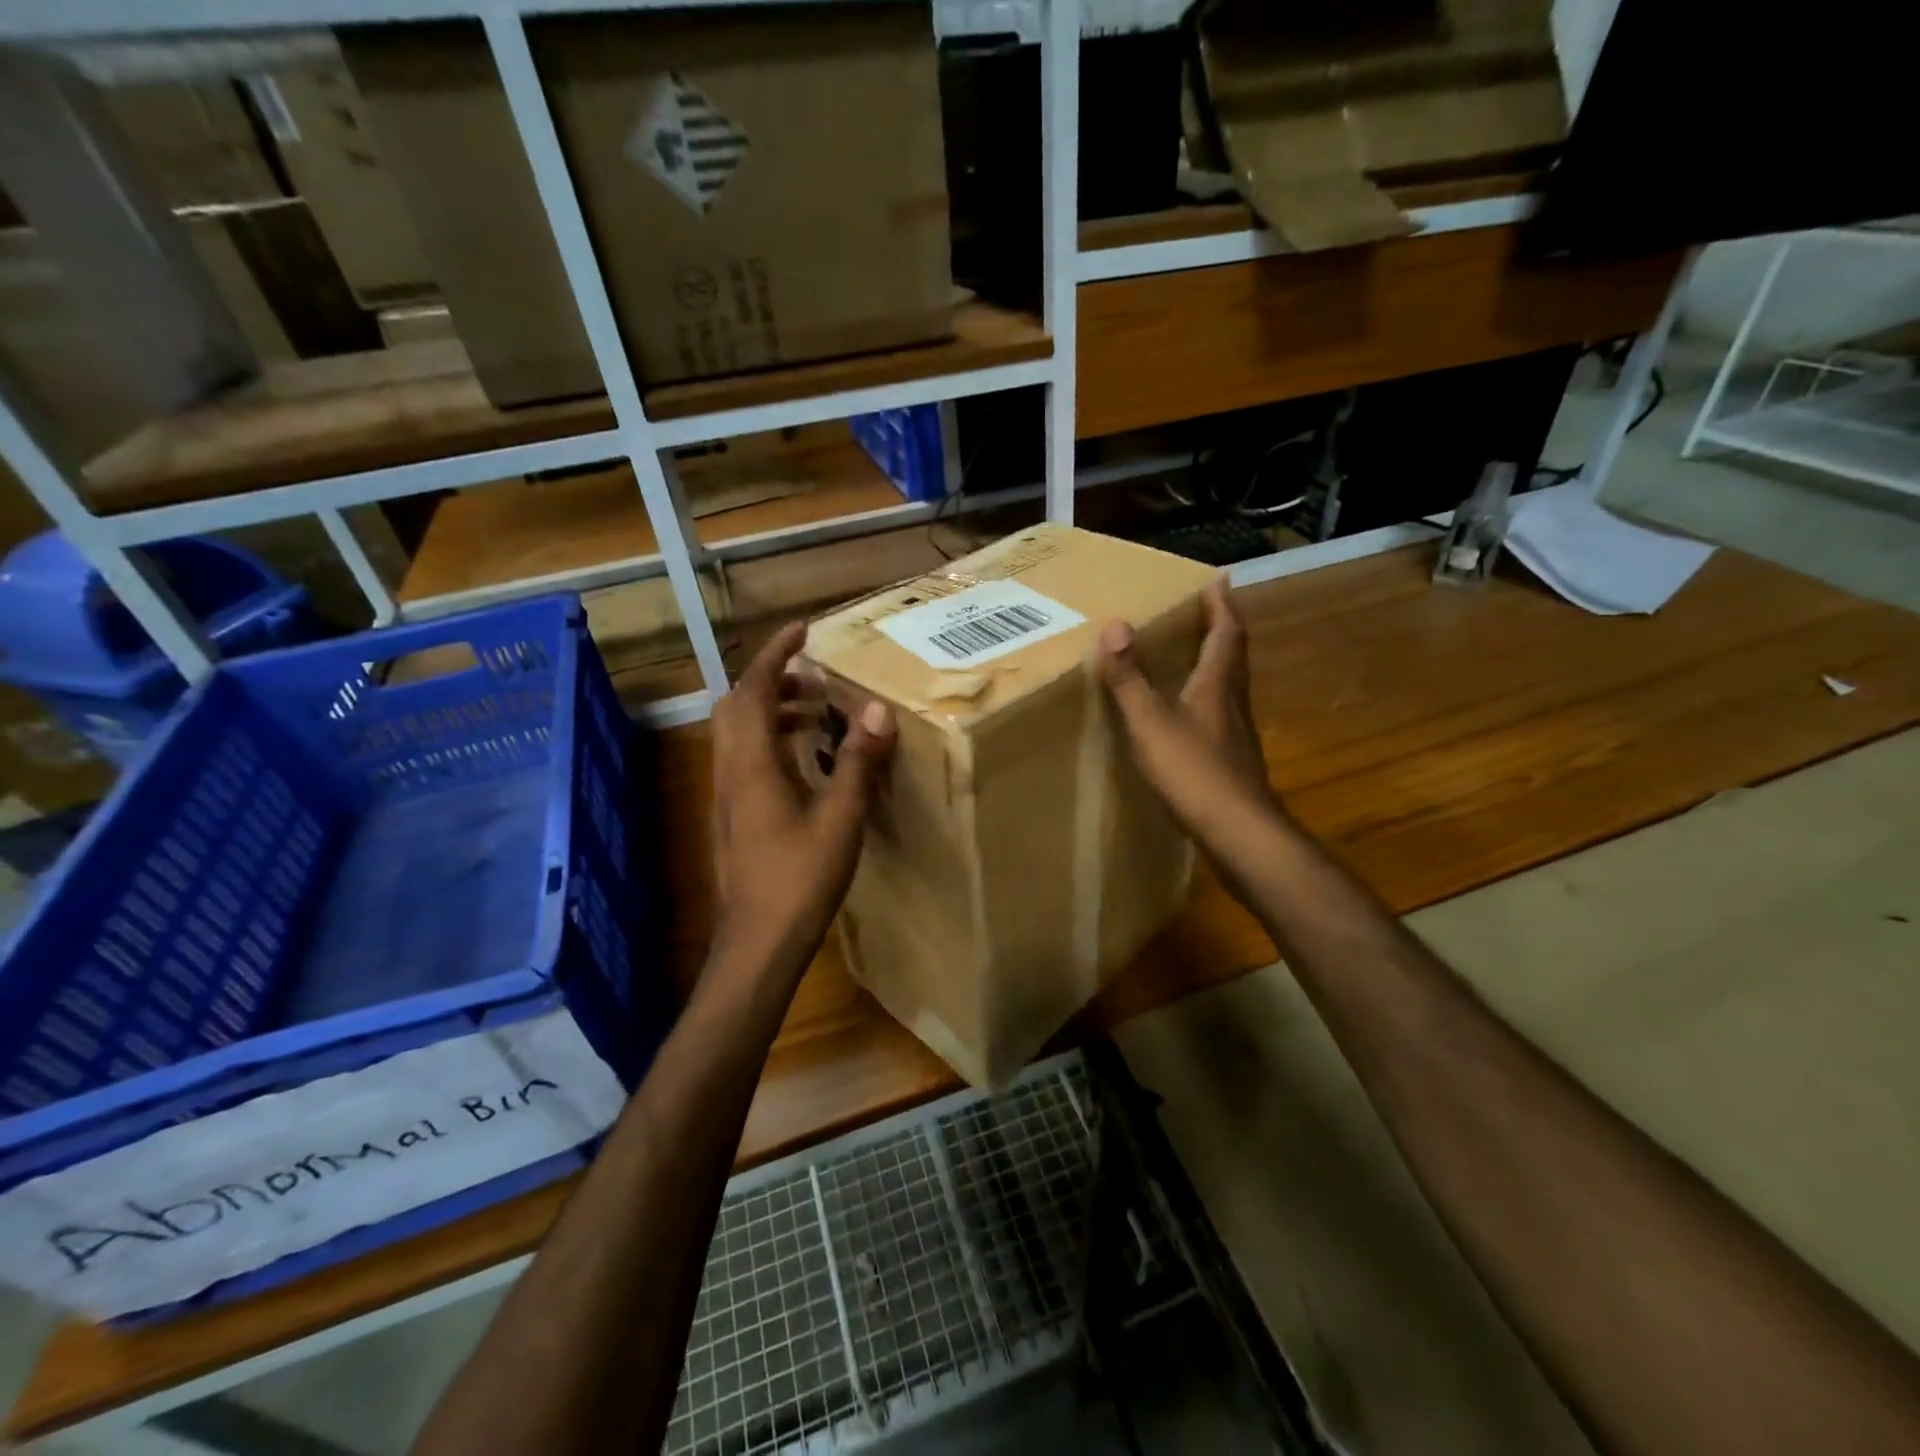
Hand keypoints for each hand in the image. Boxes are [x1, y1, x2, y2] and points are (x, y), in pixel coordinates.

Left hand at [707, 622, 894, 978]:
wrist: (758, 943)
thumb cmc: (800, 879)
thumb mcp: (840, 819)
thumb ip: (857, 762)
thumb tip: (876, 710)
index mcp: (752, 764)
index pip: (754, 689)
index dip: (775, 653)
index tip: (803, 630)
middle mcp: (730, 771)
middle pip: (736, 705)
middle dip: (771, 679)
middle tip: (814, 676)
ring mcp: (726, 796)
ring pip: (737, 733)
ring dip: (770, 710)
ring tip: (815, 712)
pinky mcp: (732, 817)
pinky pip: (744, 759)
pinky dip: (769, 740)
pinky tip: (804, 762)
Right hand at [1098, 578, 1286, 889]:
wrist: (1238, 831)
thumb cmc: (1194, 772)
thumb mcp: (1151, 722)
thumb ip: (1130, 677)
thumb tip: (1115, 624)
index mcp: (1217, 684)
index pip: (1226, 632)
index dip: (1222, 605)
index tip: (1218, 580)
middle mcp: (1233, 702)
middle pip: (1234, 656)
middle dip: (1222, 628)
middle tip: (1206, 610)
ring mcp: (1237, 733)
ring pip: (1230, 685)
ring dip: (1218, 662)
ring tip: (1195, 654)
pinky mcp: (1233, 759)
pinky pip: (1222, 713)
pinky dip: (1209, 698)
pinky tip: (1191, 713)